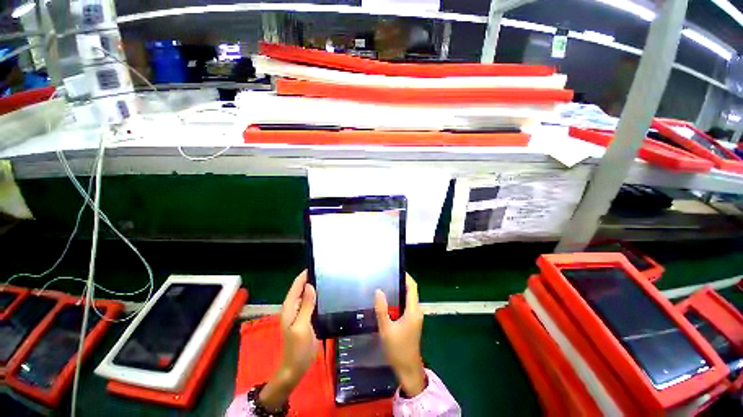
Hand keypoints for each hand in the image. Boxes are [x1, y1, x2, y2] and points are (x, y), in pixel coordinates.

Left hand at [259, 271, 316, 410]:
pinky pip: (310, 302)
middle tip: (327, 270)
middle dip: (311, 278)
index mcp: (289, 307)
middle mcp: (293, 307)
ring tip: (328, 279)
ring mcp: (298, 313)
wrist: (295, 368)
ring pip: (306, 294)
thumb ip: (306, 305)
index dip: (305, 274)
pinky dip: (316, 296)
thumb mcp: (302, 326)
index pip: (297, 285)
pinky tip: (325, 294)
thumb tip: (310, 285)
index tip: (317, 264)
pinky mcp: (304, 318)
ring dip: (314, 286)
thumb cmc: (297, 348)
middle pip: (301, 288)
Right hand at [375, 273, 426, 396]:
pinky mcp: (412, 321)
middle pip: (411, 290)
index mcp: (413, 310)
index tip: (394, 269)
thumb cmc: (398, 349)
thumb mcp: (386, 329)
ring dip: (399, 291)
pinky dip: (399, 299)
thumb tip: (379, 290)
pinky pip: (407, 305)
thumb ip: (382, 309)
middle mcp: (417, 311)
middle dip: (400, 282)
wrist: (408, 369)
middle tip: (386, 276)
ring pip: (408, 298)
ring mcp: (415, 316)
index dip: (406, 276)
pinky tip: (388, 301)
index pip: (412, 287)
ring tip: (385, 285)